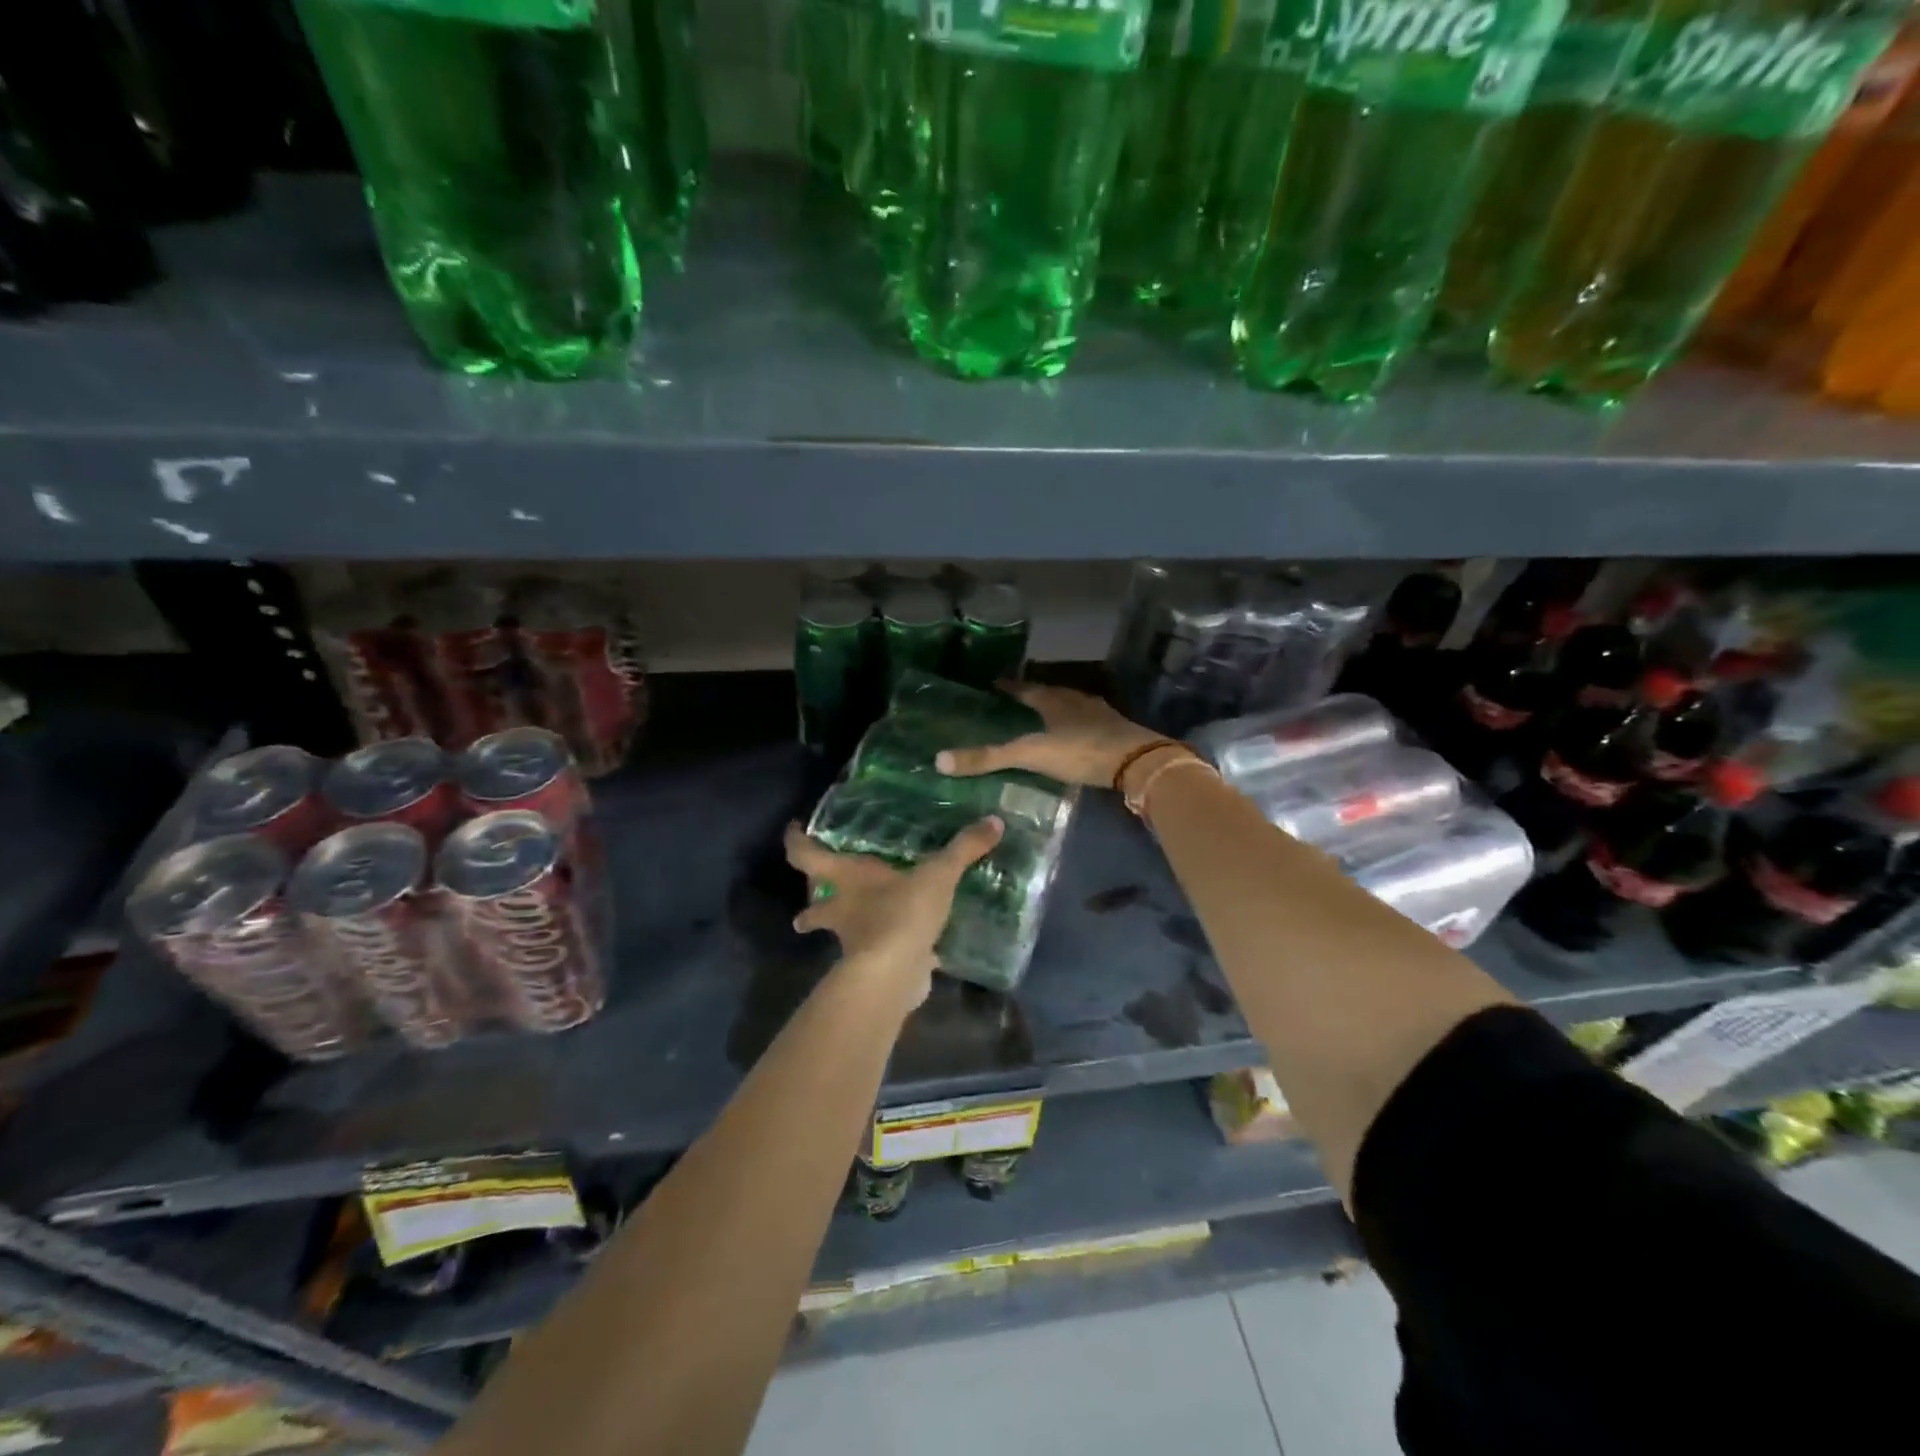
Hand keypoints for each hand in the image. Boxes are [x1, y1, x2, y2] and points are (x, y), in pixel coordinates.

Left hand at [783, 817, 1003, 1009]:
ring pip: (840, 932)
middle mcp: (841, 909)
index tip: (793, 830)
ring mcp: (853, 942)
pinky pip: (878, 955)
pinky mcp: (872, 968)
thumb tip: (994, 821)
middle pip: (814, 904)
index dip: (796, 841)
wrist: (894, 974)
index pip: (806, 855)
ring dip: (844, 928)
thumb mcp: (938, 874)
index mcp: (846, 878)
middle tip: (816, 892)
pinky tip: (910, 951)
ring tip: (857, 923)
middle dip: (811, 902)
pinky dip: (889, 952)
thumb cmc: (901, 913)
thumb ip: (963, 848)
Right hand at [933, 684, 1165, 790]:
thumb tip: (939, 760)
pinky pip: (1088, 722)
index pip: (1024, 687)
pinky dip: (1075, 726)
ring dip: (1055, 710)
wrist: (1137, 762)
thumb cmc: (1080, 751)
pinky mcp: (1115, 731)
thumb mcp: (1030, 754)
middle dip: (1032, 696)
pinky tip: (1072, 737)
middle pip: (1049, 693)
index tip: (993, 684)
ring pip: (1071, 706)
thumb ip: (988, 758)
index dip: (1008, 686)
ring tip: (1040, 719)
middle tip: (1014, 702)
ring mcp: (1099, 714)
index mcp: (1053, 699)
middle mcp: (1075, 700)